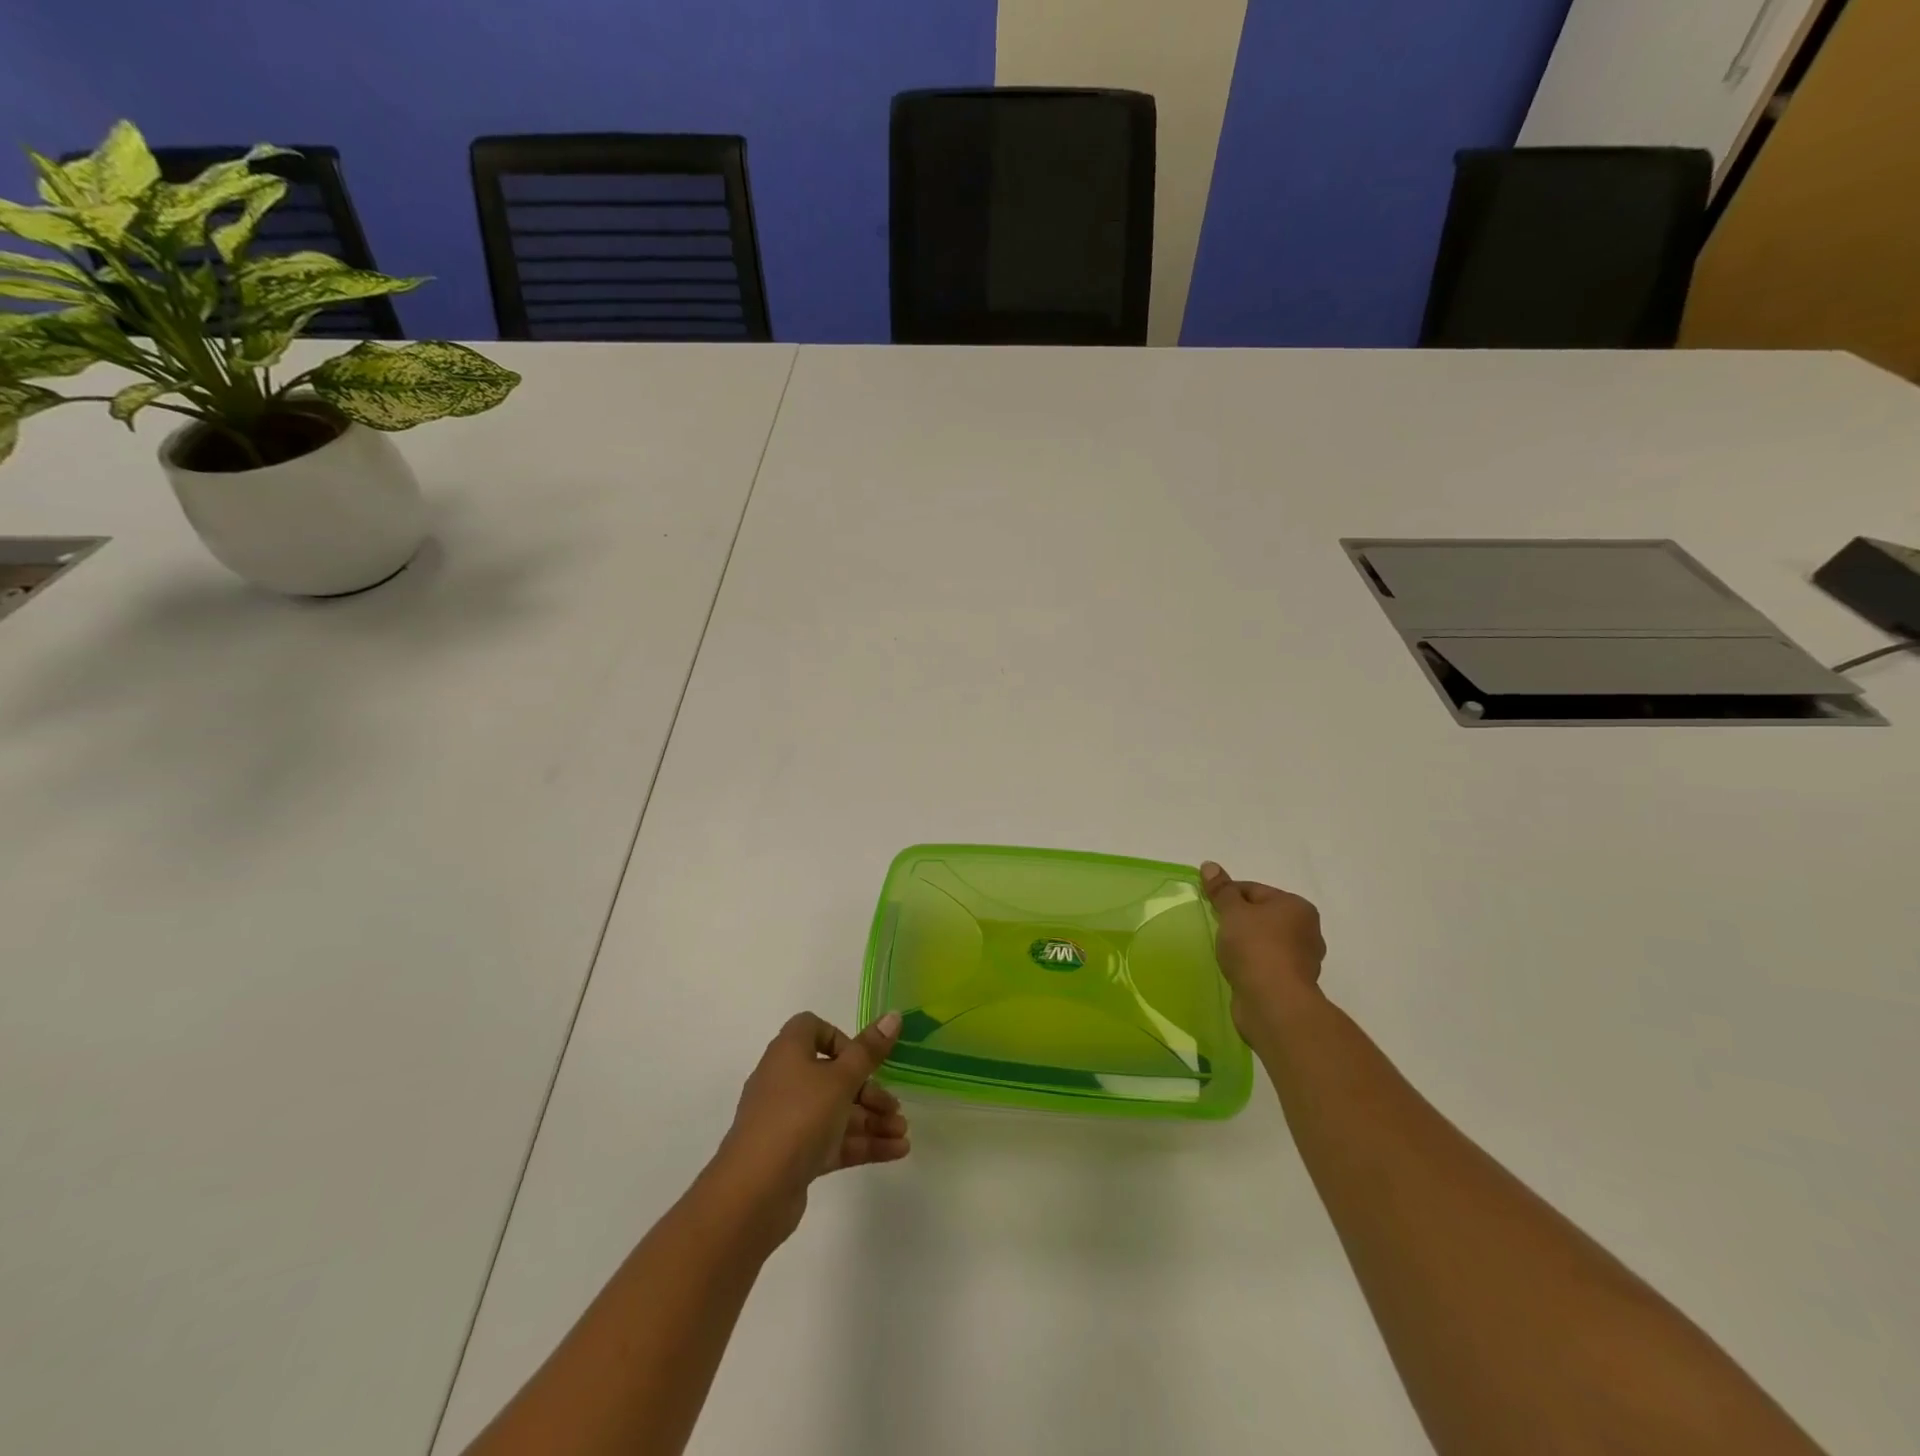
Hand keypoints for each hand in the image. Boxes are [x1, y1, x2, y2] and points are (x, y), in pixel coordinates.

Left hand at [708, 1012, 910, 1242]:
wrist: (754, 1192)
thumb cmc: (798, 1118)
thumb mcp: (840, 1079)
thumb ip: (869, 1051)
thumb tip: (893, 1015)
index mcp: (789, 1053)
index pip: (812, 1029)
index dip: (841, 1039)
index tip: (864, 1059)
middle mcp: (786, 1081)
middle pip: (833, 1075)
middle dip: (869, 1090)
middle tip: (895, 1107)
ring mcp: (789, 1121)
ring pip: (836, 1111)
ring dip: (871, 1120)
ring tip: (903, 1133)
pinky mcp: (795, 1155)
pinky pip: (833, 1141)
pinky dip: (863, 1143)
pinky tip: (896, 1151)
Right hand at [1201, 861, 1326, 1045]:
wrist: (1273, 1003)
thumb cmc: (1255, 947)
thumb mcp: (1233, 912)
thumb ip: (1221, 890)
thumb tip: (1210, 865)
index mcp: (1297, 907)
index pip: (1255, 890)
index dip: (1228, 894)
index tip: (1208, 905)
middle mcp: (1306, 931)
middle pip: (1262, 916)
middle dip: (1238, 920)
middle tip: (1215, 927)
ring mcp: (1302, 960)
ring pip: (1265, 942)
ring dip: (1245, 944)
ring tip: (1223, 950)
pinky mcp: (1292, 984)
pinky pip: (1266, 965)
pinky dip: (1251, 964)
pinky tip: (1235, 969)